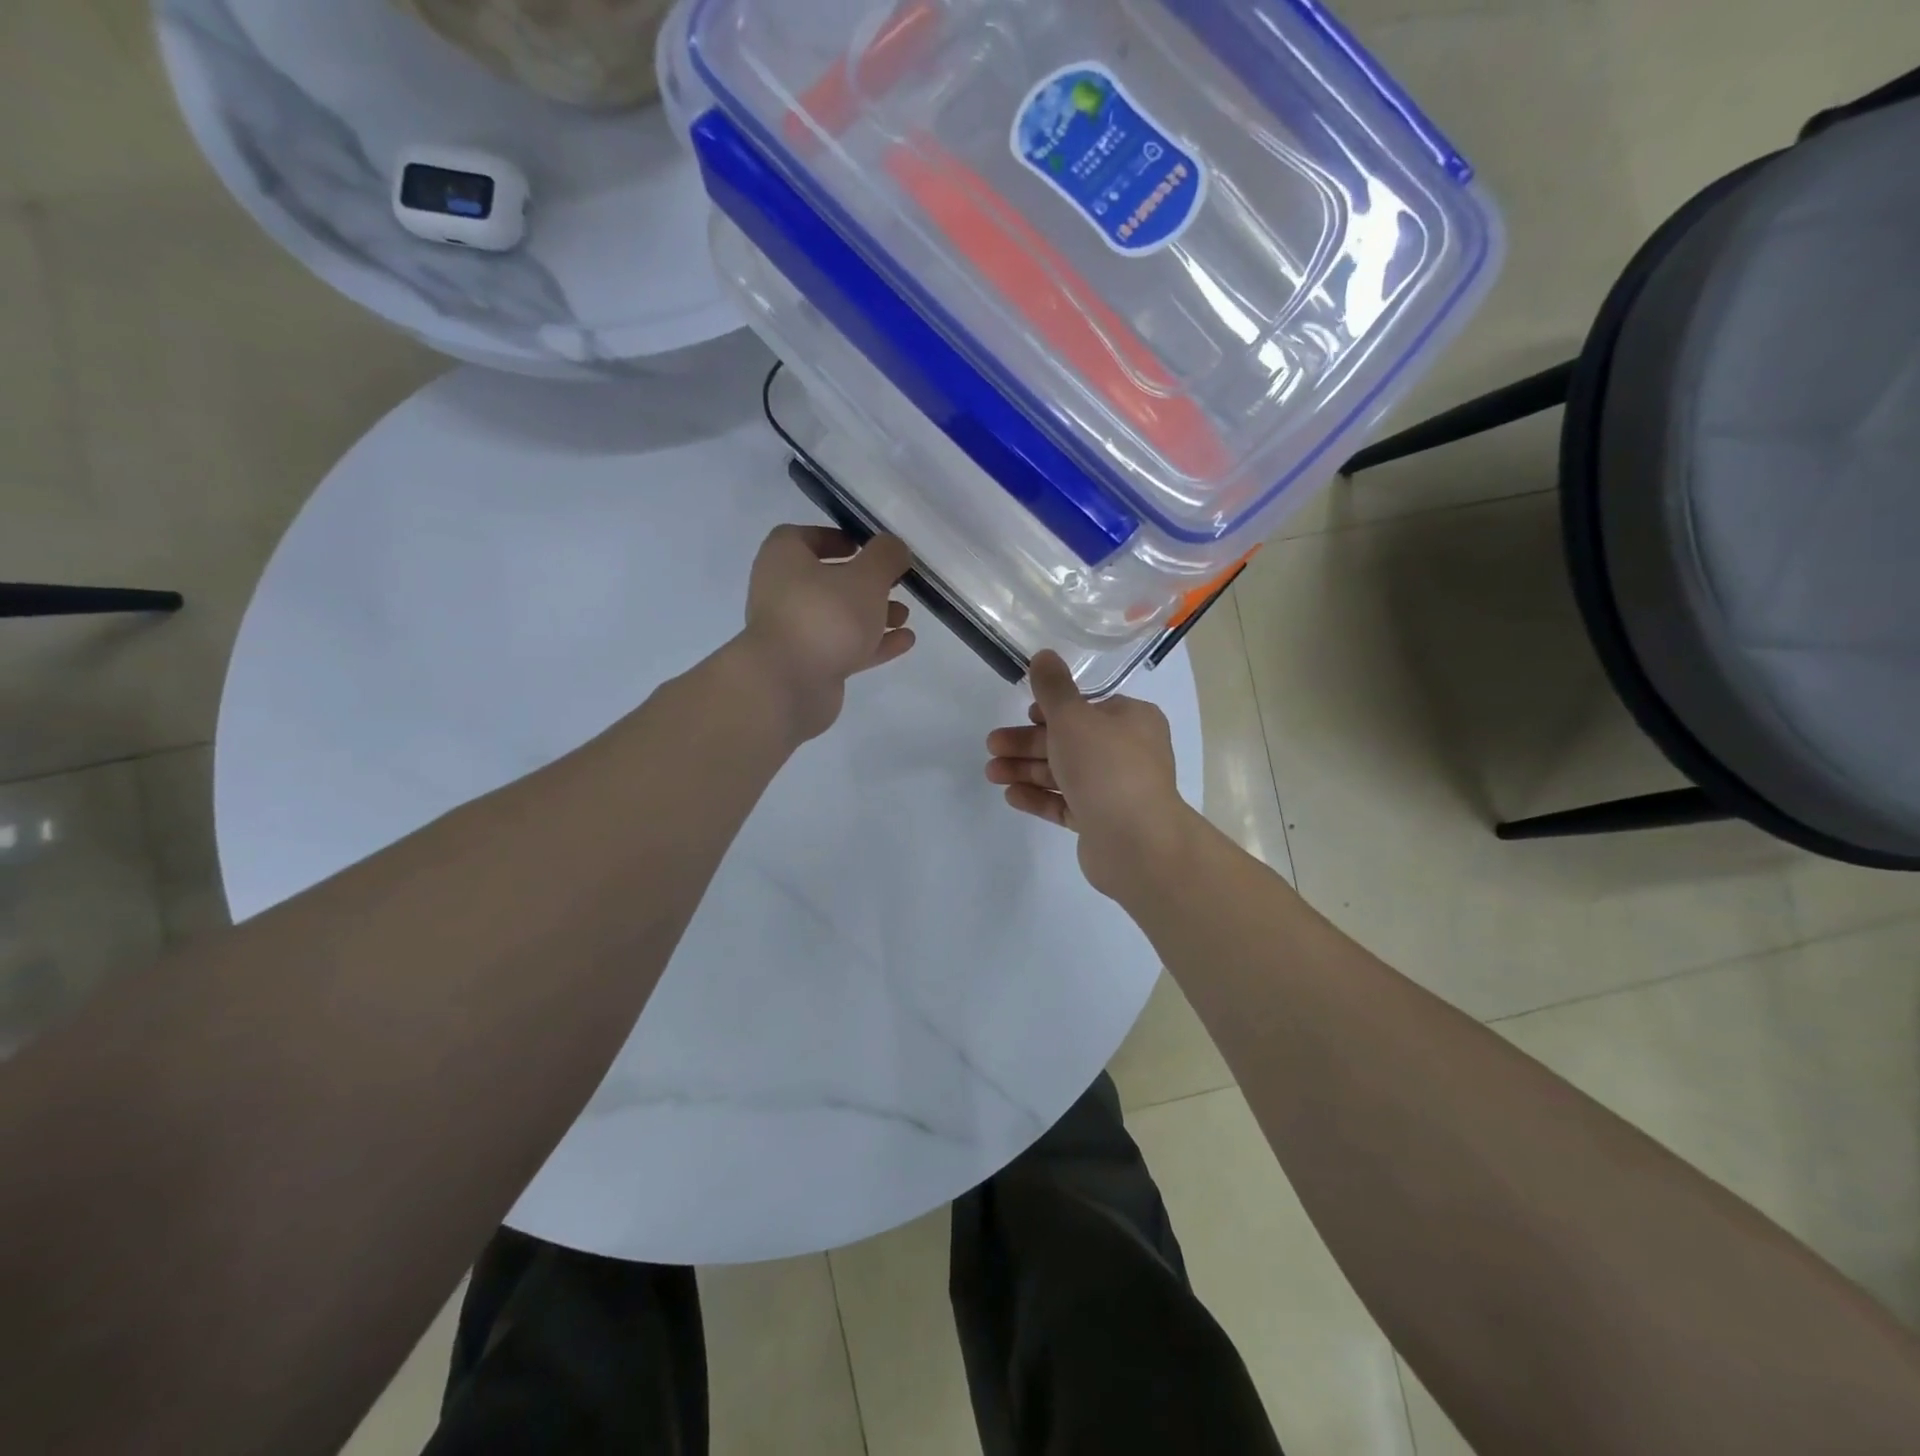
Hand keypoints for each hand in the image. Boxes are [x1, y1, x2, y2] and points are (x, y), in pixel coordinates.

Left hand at [741, 526, 915, 742]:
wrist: (790, 684)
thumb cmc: (825, 615)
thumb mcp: (866, 577)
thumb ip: (885, 557)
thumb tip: (894, 547)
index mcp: (783, 559)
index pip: (802, 537)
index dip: (833, 538)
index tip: (864, 546)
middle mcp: (781, 592)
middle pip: (825, 580)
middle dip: (863, 582)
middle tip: (895, 583)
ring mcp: (793, 632)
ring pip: (837, 617)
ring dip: (872, 614)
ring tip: (905, 616)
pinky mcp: (808, 666)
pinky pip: (843, 647)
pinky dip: (872, 643)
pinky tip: (904, 642)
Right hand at [986, 650, 1196, 896]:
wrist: (1136, 842)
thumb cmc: (1106, 767)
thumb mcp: (1073, 717)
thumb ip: (1053, 687)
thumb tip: (1044, 655)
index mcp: (1132, 720)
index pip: (1087, 708)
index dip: (1053, 709)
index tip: (1025, 713)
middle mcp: (1128, 753)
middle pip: (1069, 741)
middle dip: (1027, 743)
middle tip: (992, 745)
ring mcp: (1115, 790)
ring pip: (1064, 773)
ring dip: (1026, 770)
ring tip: (992, 773)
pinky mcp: (1102, 822)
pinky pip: (1066, 804)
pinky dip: (1039, 797)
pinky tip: (1011, 795)